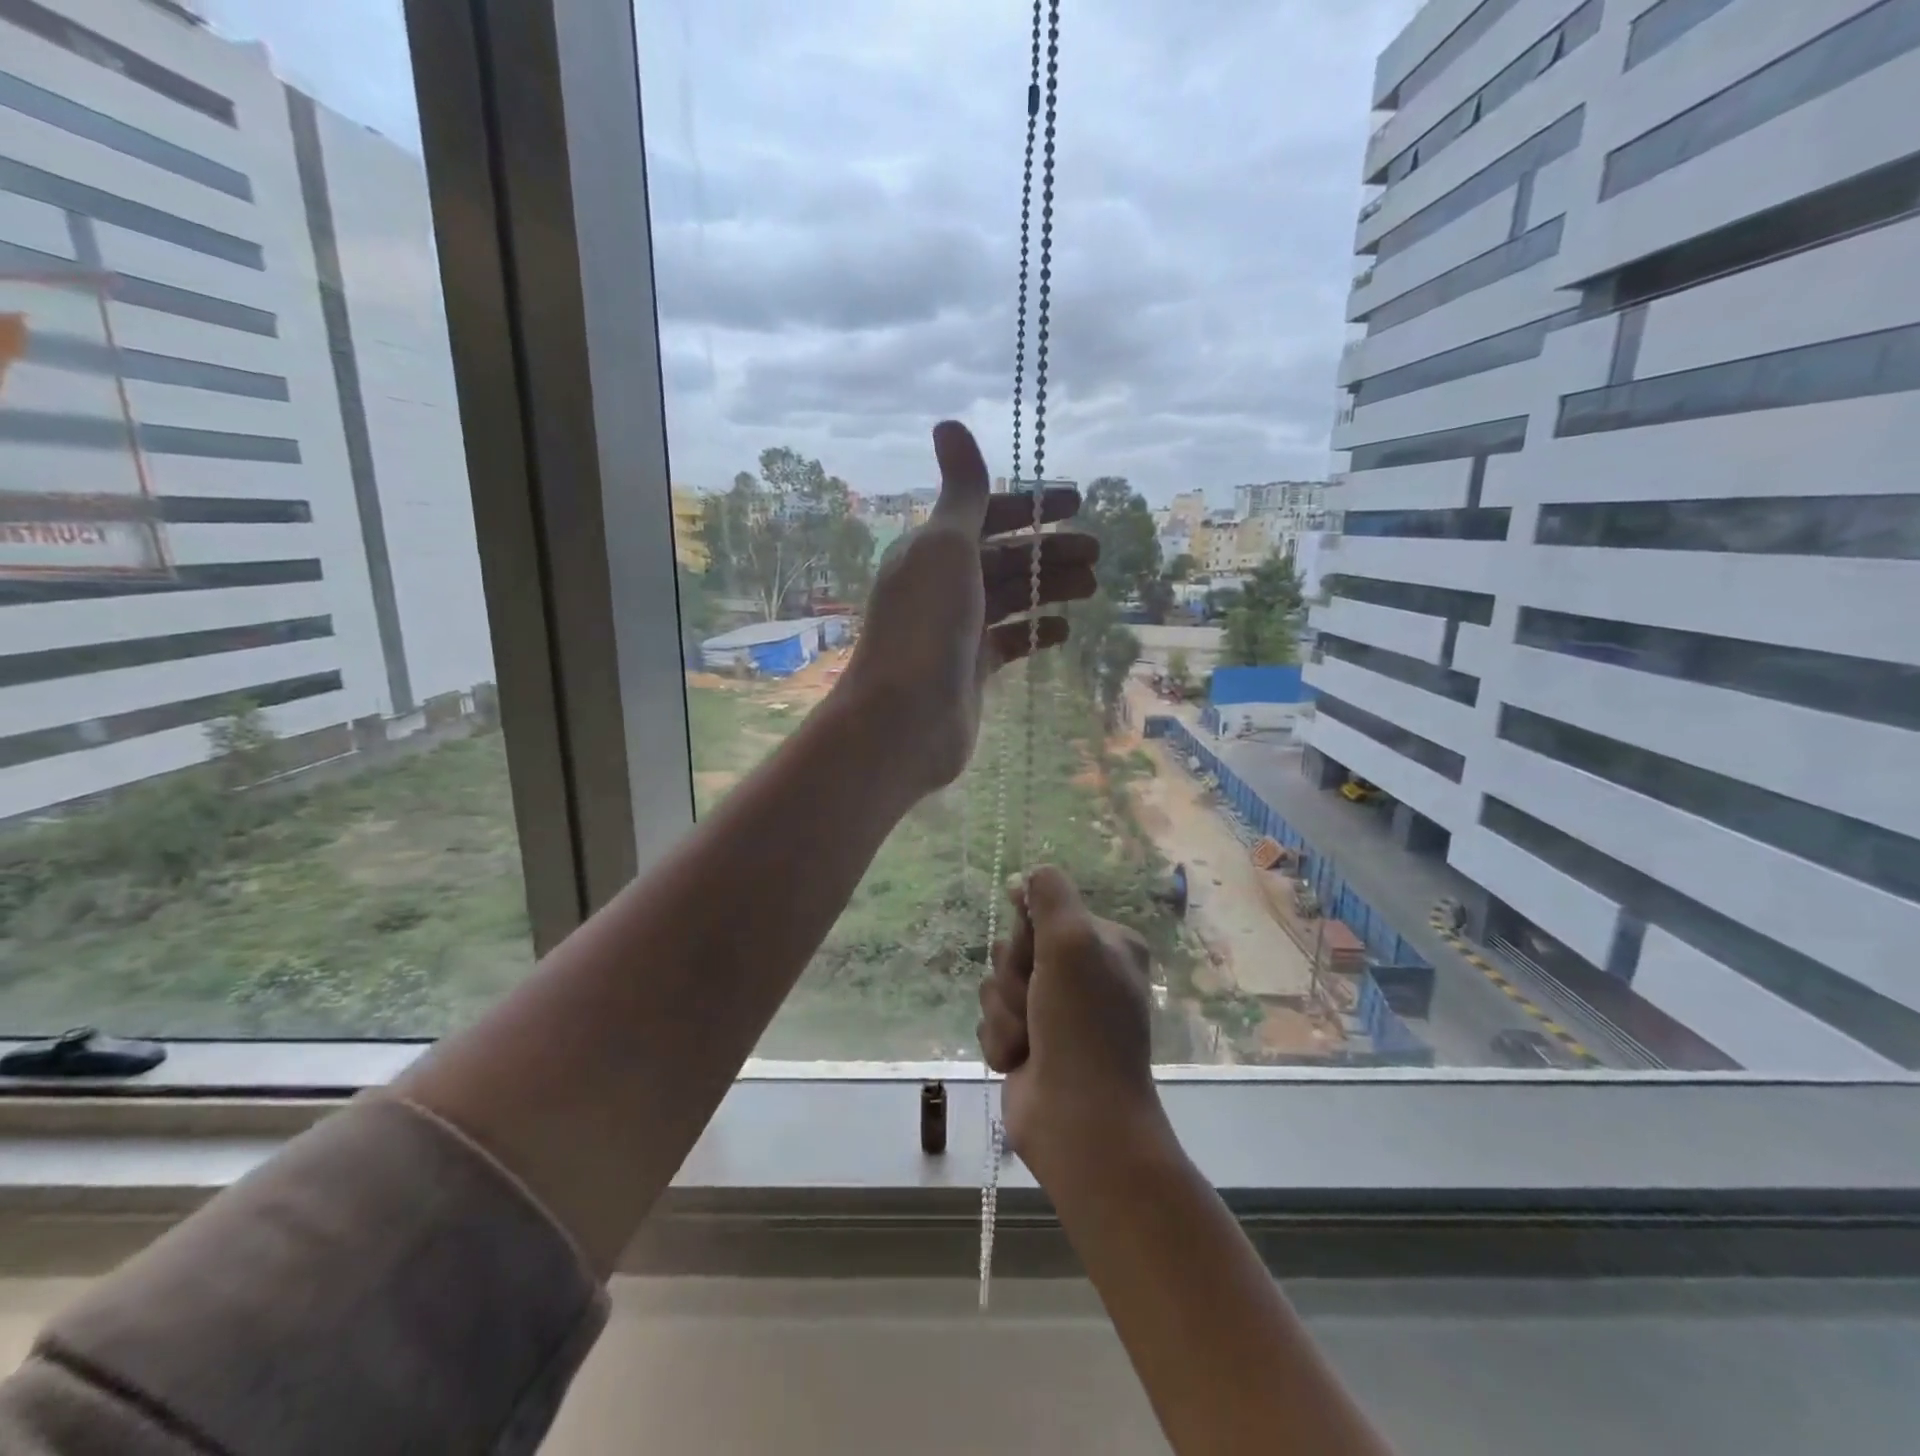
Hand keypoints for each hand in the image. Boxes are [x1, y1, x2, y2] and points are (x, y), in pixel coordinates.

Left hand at [838, 421, 1096, 794]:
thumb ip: (962, 491)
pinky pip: (1010, 641)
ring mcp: (956, 631)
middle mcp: (941, 586)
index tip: (1077, 502)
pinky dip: (1036, 632)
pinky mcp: (971, 669)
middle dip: (1049, 550)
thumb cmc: (927, 626)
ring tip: (1092, 586)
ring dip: (1049, 587)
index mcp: (930, 551)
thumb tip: (949, 422)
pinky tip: (1064, 630)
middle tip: (1097, 552)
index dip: (1030, 506)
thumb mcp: (946, 547)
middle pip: (1004, 558)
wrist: (905, 719)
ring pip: (1011, 598)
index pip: (985, 516)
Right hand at [978, 866, 1167, 1178]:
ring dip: (1004, 1013)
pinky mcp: (1029, 1043)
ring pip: (997, 985)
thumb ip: (1050, 894)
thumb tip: (1027, 878)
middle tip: (1037, 1003)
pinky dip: (1000, 1040)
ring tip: (1029, 1040)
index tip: (1036, 953)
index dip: (1028, 933)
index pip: (1043, 909)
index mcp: (1105, 943)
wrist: (1079, 1122)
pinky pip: (991, 1021)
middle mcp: (1083, 973)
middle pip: (1015, 947)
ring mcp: (1054, 1011)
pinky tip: (1019, 1061)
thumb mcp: (1072, 941)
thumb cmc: (1082, 1026)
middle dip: (1014, 977)